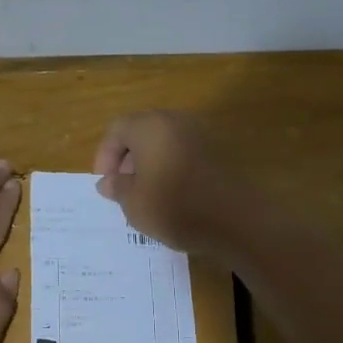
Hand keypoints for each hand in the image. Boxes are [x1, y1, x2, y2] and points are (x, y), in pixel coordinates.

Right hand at [92, 111, 246, 255]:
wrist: (238, 221)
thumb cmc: (176, 208)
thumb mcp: (134, 203)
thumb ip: (117, 188)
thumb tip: (108, 182)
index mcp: (150, 126)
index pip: (117, 130)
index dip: (105, 156)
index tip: (106, 183)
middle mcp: (175, 121)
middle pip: (141, 131)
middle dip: (127, 158)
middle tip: (123, 188)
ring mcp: (200, 134)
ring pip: (163, 141)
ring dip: (149, 163)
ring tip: (146, 194)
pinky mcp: (218, 150)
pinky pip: (183, 151)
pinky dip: (171, 166)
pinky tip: (172, 195)